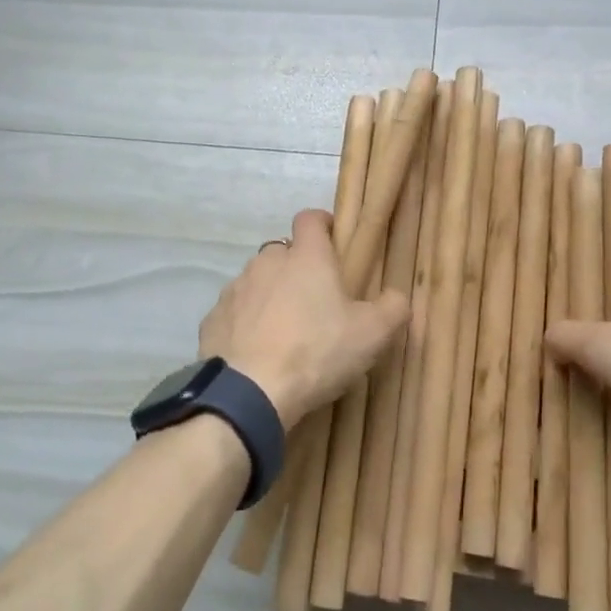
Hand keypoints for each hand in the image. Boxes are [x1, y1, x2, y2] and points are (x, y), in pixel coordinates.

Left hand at [199, 209, 409, 429]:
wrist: (249, 391)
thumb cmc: (317, 352)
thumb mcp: (372, 335)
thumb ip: (392, 309)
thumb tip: (397, 297)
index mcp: (306, 258)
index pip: (310, 219)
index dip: (322, 224)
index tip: (333, 239)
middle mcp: (266, 263)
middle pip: (282, 252)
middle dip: (297, 267)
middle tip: (315, 299)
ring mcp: (235, 289)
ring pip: (256, 281)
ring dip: (270, 295)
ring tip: (284, 330)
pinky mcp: (213, 318)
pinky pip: (234, 312)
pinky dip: (246, 322)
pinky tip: (257, 350)